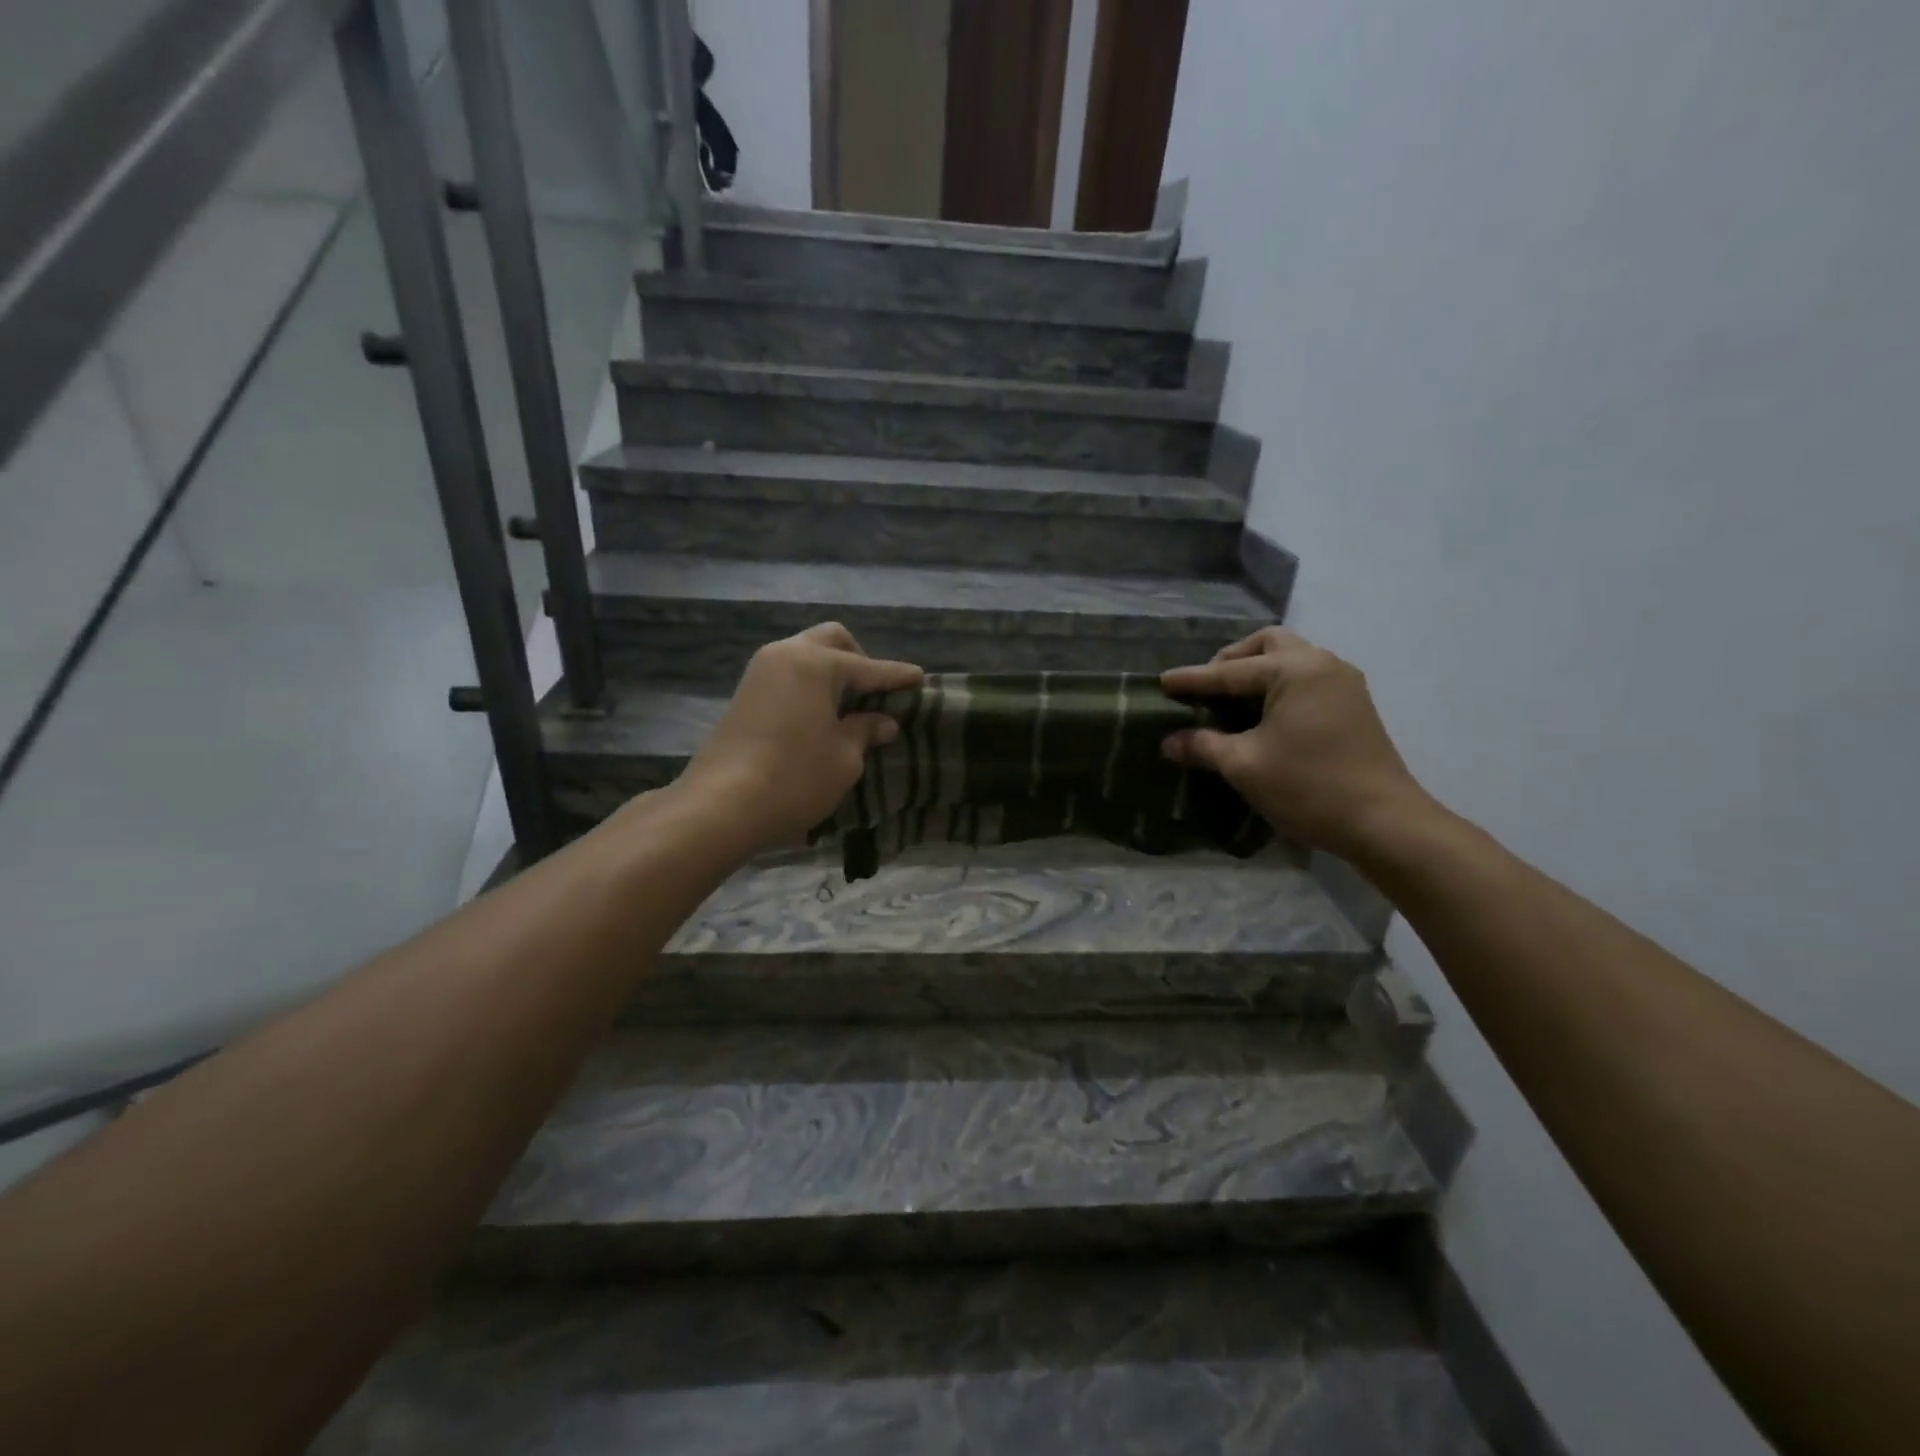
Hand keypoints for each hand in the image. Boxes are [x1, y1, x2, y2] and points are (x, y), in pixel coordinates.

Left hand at [674, 623, 922, 853]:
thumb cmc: (795, 778)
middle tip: (876, 693)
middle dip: (860, 660)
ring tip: (850, 707)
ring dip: (832, 672)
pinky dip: (810, 685)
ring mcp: (760, 672)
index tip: (920, 678)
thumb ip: (866, 731)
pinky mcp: (745, 694)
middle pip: (832, 641)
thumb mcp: (844, 758)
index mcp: (816, 663)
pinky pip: (788, 675)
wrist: (720, 805)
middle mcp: (786, 655)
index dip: (897, 676)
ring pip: (806, 654)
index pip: (869, 667)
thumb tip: (883, 721)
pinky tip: (821, 715)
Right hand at [1161, 627, 1434, 858]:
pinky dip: (1279, 685)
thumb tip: (1170, 742)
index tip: (1162, 683)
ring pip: (1291, 658)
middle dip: (1232, 660)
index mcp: (1294, 670)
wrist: (1383, 822)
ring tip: (1230, 700)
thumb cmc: (1308, 787)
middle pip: (1268, 644)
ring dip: (1258, 671)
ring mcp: (1343, 683)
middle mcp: (1322, 663)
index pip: (1230, 671)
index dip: (1193, 680)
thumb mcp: (1244, 766)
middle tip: (1206, 687)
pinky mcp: (1353, 705)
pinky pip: (1307, 678)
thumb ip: (1203, 746)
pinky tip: (1262, 715)